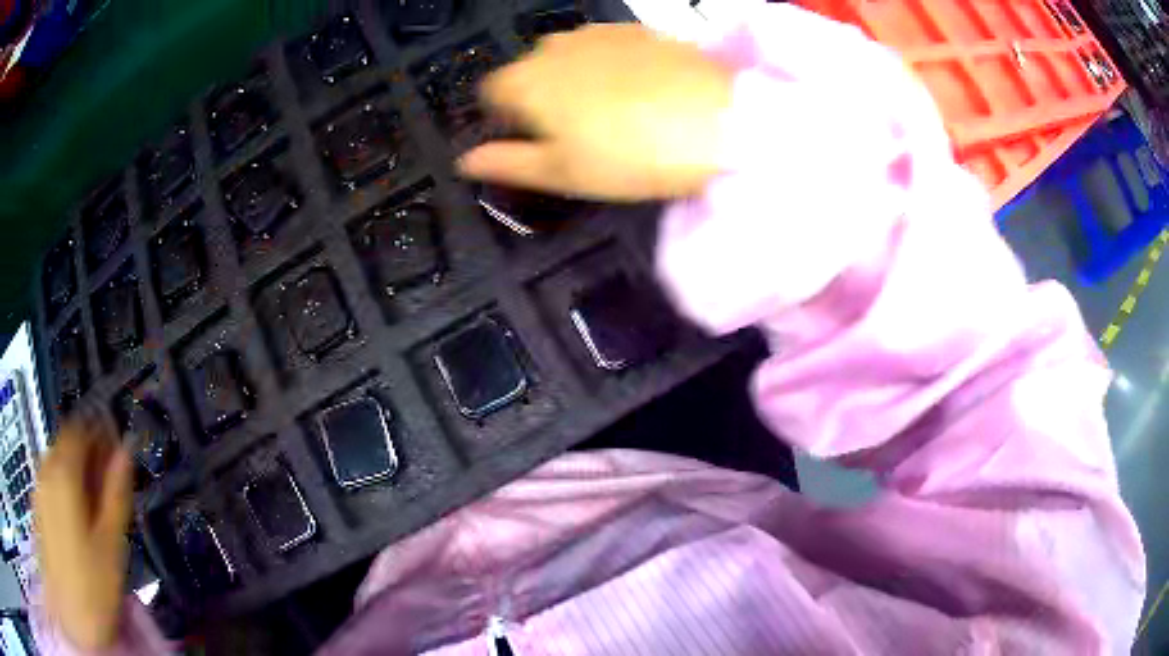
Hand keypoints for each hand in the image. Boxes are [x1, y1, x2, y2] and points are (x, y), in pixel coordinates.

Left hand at [34, 424, 132, 649]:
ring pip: (58, 464)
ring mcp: (40, 487)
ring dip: (76, 474)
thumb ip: (116, 494)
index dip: (99, 434)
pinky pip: (51, 483)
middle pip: (66, 444)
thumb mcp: (110, 544)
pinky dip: (65, 490)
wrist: (71, 610)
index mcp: (65, 471)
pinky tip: (77, 523)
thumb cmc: (92, 583)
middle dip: (88, 457)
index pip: (80, 429)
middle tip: (109, 487)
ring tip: (95, 510)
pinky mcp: (38, 505)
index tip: (117, 452)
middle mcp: (47, 468)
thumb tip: (125, 451)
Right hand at [458, 24, 732, 200]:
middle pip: (527, 72)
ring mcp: (594, 32)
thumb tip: (464, 162)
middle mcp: (550, 47)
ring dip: (574, 80)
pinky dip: (608, 67)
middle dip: (539, 98)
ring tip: (612, 113)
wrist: (716, 119)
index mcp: (522, 82)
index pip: (488, 95)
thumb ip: (504, 163)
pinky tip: (637, 91)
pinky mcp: (634, 29)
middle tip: (577, 134)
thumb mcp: (561, 173)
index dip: (505, 120)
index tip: (533, 142)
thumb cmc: (629, 155)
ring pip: (566, 58)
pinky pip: (604, 48)